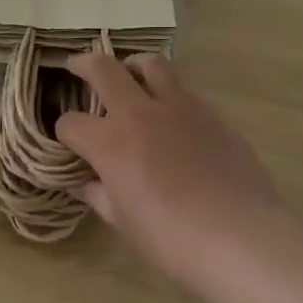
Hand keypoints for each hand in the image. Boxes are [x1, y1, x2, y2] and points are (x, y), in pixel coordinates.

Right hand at [55, 52, 302, 302]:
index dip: (63, 132)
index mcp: (109, 142)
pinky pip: (184, 90)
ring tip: (130, 73)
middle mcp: (139, 113)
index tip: (68, 142)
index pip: (71, 123)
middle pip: (103, 69)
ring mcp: (179, 108)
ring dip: (132, 64)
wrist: (239, 237)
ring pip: (150, 63)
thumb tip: (84, 184)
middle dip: (83, 64)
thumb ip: (99, 195)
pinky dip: (169, 92)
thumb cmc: (169, 238)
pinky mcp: (212, 115)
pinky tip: (172, 114)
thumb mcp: (122, 222)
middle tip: (77, 65)